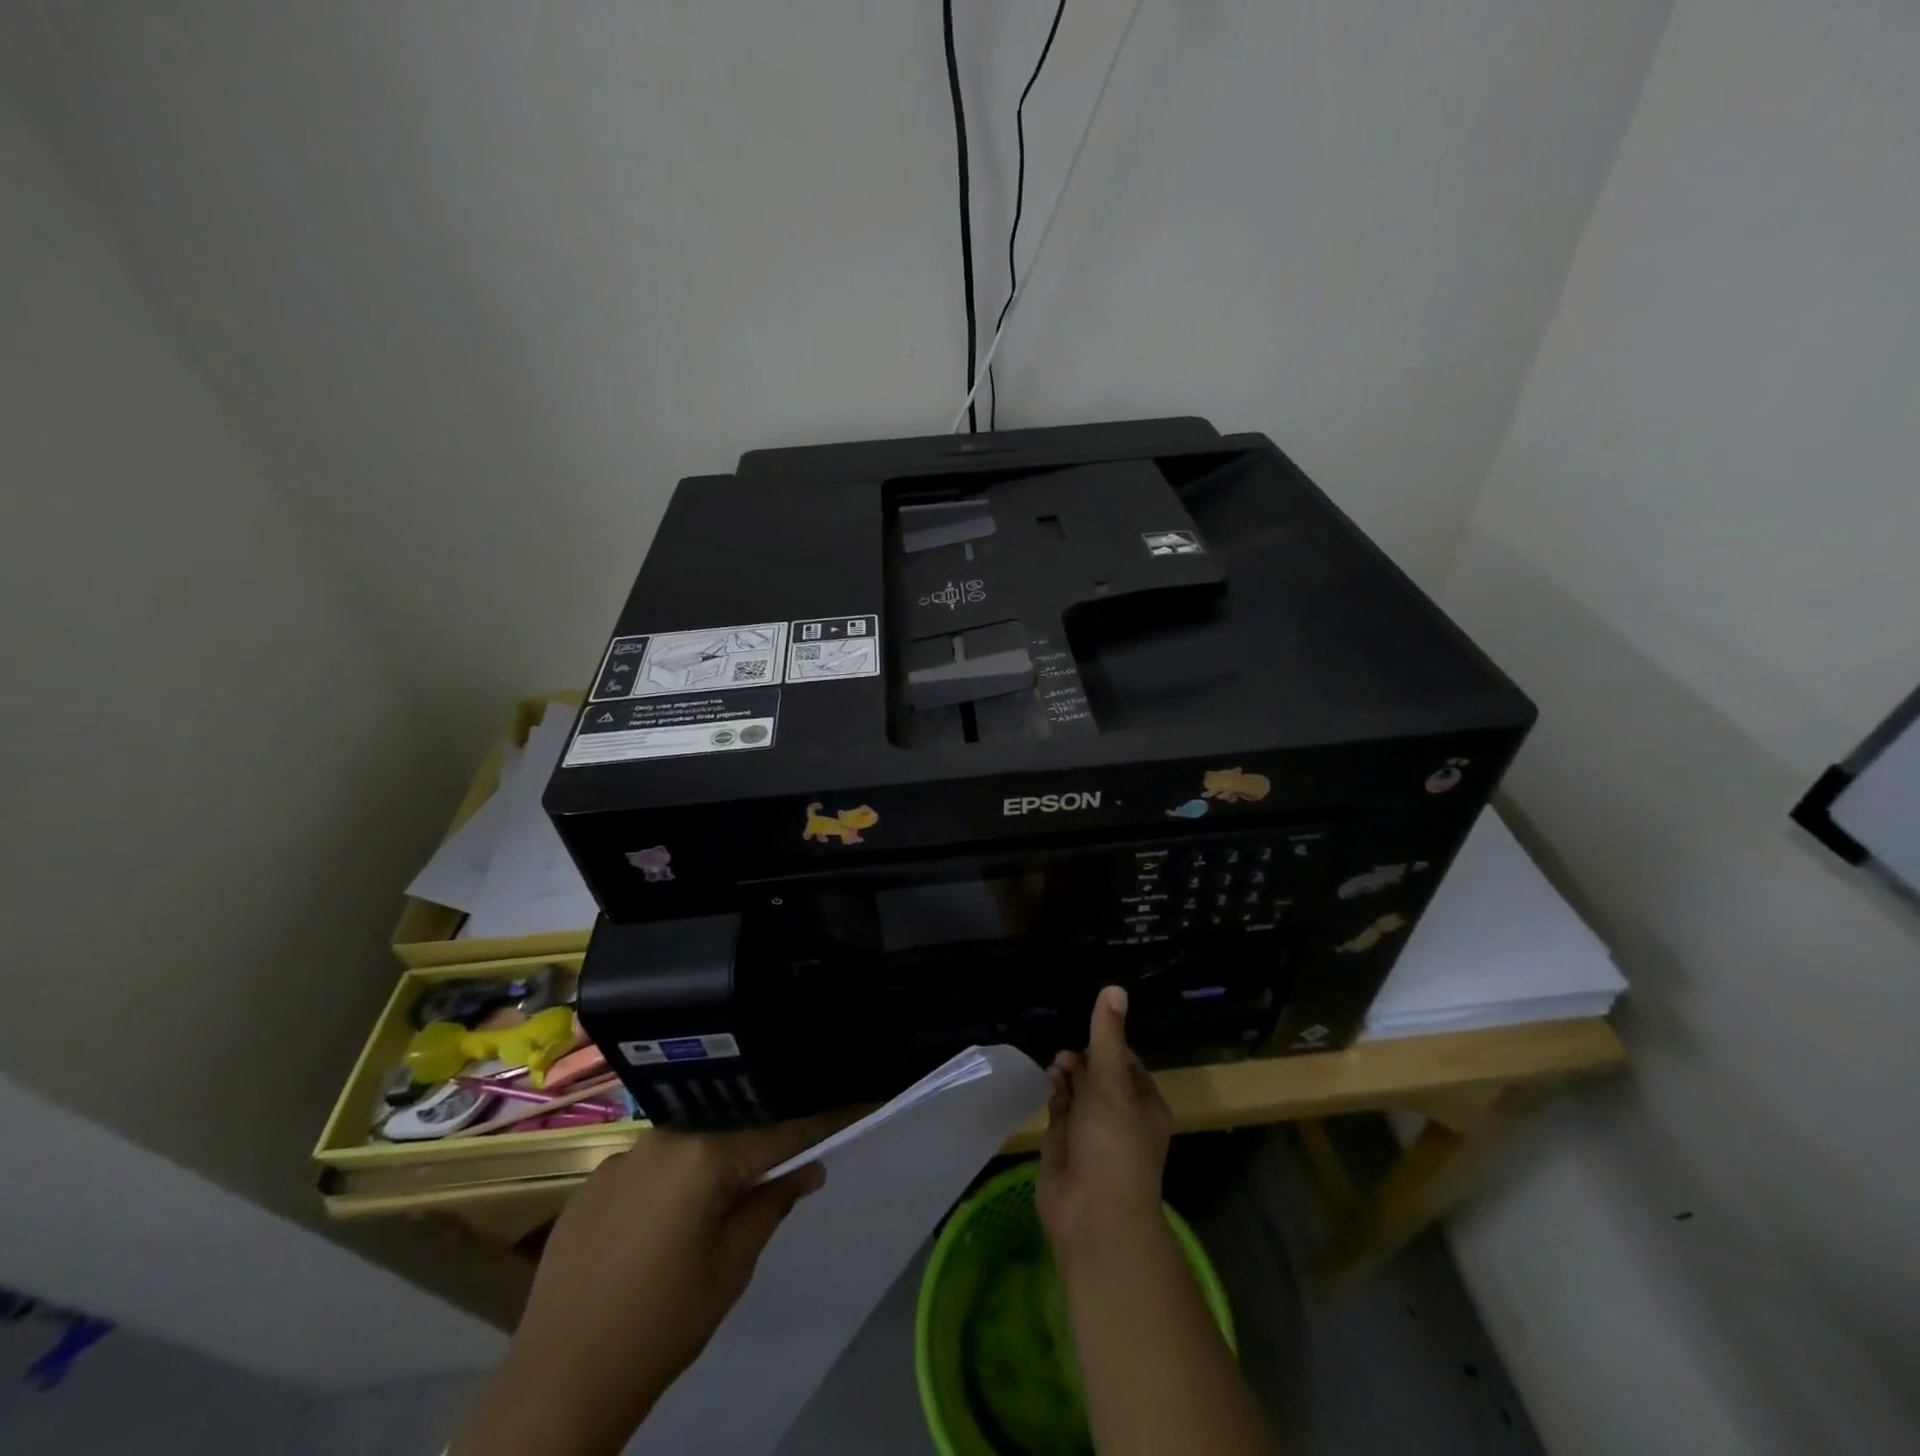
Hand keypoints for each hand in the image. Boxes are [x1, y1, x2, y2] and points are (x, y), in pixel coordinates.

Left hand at [451, 1115, 842, 1455]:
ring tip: (718, 1197)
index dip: (818, 1125)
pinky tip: (661, 1222)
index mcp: (705, 1155)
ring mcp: (623, 1156)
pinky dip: (668, 1181)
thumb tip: (807, 1168)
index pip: (778, 1133)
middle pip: (728, 1131)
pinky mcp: (592, 1181)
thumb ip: (770, 1205)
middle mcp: (664, 1138)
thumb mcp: (731, 1267)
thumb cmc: (663, 1323)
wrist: (559, 1380)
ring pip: (686, 1146)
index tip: (853, 1104)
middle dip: (756, 1146)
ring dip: (708, 1163)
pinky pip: (647, 1166)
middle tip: (779, 1164)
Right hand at [1037, 985, 1173, 1260]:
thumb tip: (1115, 988)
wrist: (1093, 1216)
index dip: (1106, 1044)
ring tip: (1056, 1068)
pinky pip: (1059, 1108)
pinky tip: (1045, 1082)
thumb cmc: (1113, 1144)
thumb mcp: (1112, 1082)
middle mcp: (1120, 1115)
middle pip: (1099, 1072)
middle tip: (1066, 1057)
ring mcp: (1091, 1131)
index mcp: (1144, 1103)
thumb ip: (1107, 1036)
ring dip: (1066, 1074)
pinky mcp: (1065, 1144)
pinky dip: (1053, 1092)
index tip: (1088, 1034)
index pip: (1125, 1060)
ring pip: (1078, 1089)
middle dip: (1082, 1058)